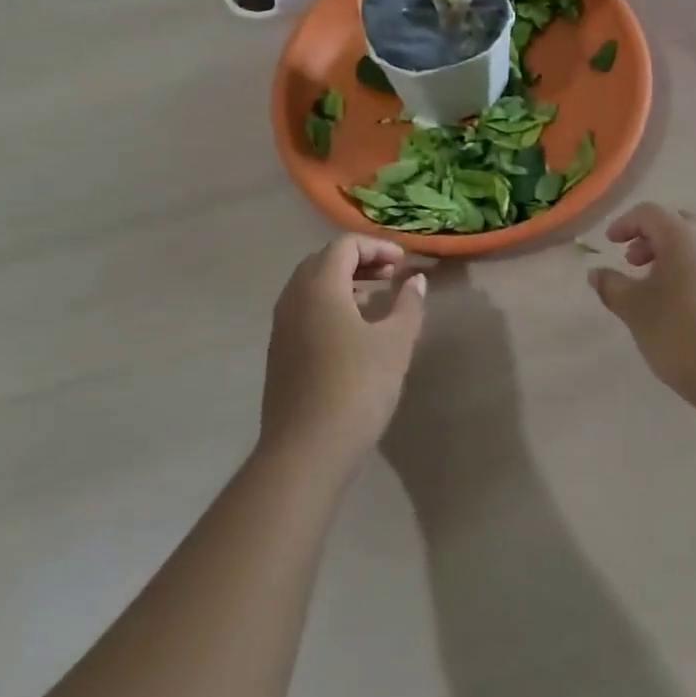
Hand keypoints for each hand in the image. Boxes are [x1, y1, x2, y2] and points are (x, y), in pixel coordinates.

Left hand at [262, 236, 426, 469]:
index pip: (344, 246)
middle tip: (391, 275)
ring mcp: (281, 327)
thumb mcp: (395, 343)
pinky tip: (354, 332)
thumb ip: (408, 304)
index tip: (404, 264)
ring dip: (344, 283)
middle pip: (324, 261)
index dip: (377, 247)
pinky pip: (305, 311)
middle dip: (360, 260)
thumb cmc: (356, 387)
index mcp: (319, 287)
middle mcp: (293, 298)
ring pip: (311, 287)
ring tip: (377, 301)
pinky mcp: (279, 353)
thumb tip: (415, 280)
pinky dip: (330, 305)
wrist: (306, 451)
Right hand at [588, 204, 695, 407]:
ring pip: (695, 245)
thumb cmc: (678, 332)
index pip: (650, 213)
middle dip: (650, 237)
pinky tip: (677, 305)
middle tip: (632, 262)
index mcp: (684, 237)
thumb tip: (597, 273)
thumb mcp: (634, 308)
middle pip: (676, 223)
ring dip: (669, 255)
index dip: (625, 223)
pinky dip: (687, 271)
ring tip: (651, 286)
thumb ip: (611, 285)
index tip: (609, 244)